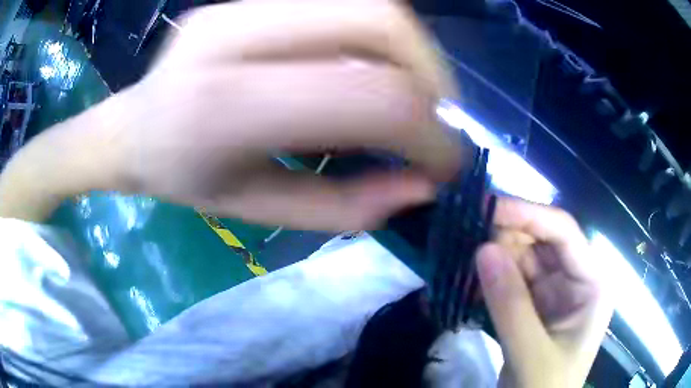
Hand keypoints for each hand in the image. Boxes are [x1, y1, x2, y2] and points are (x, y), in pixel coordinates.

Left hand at [0, 0, 460, 228]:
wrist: (134, 126)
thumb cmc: (184, 178)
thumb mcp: (259, 211)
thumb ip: (345, 207)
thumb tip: (421, 186)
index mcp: (225, 106)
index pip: (369, 96)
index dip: (430, 133)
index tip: (445, 166)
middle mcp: (236, 32)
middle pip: (381, 20)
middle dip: (432, 76)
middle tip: (433, 122)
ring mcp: (242, 1)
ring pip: (370, 2)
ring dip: (413, 53)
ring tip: (408, 98)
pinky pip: (344, 2)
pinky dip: (380, 39)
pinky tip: (369, 69)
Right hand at [476, 198, 612, 387]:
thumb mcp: (531, 354)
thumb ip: (511, 307)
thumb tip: (482, 250)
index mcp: (592, 282)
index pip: (563, 232)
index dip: (527, 214)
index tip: (486, 206)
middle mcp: (576, 277)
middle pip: (541, 240)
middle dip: (505, 236)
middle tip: (464, 233)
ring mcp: (554, 290)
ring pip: (522, 258)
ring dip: (492, 257)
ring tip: (458, 256)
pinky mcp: (534, 304)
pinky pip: (510, 281)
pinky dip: (489, 280)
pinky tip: (466, 282)